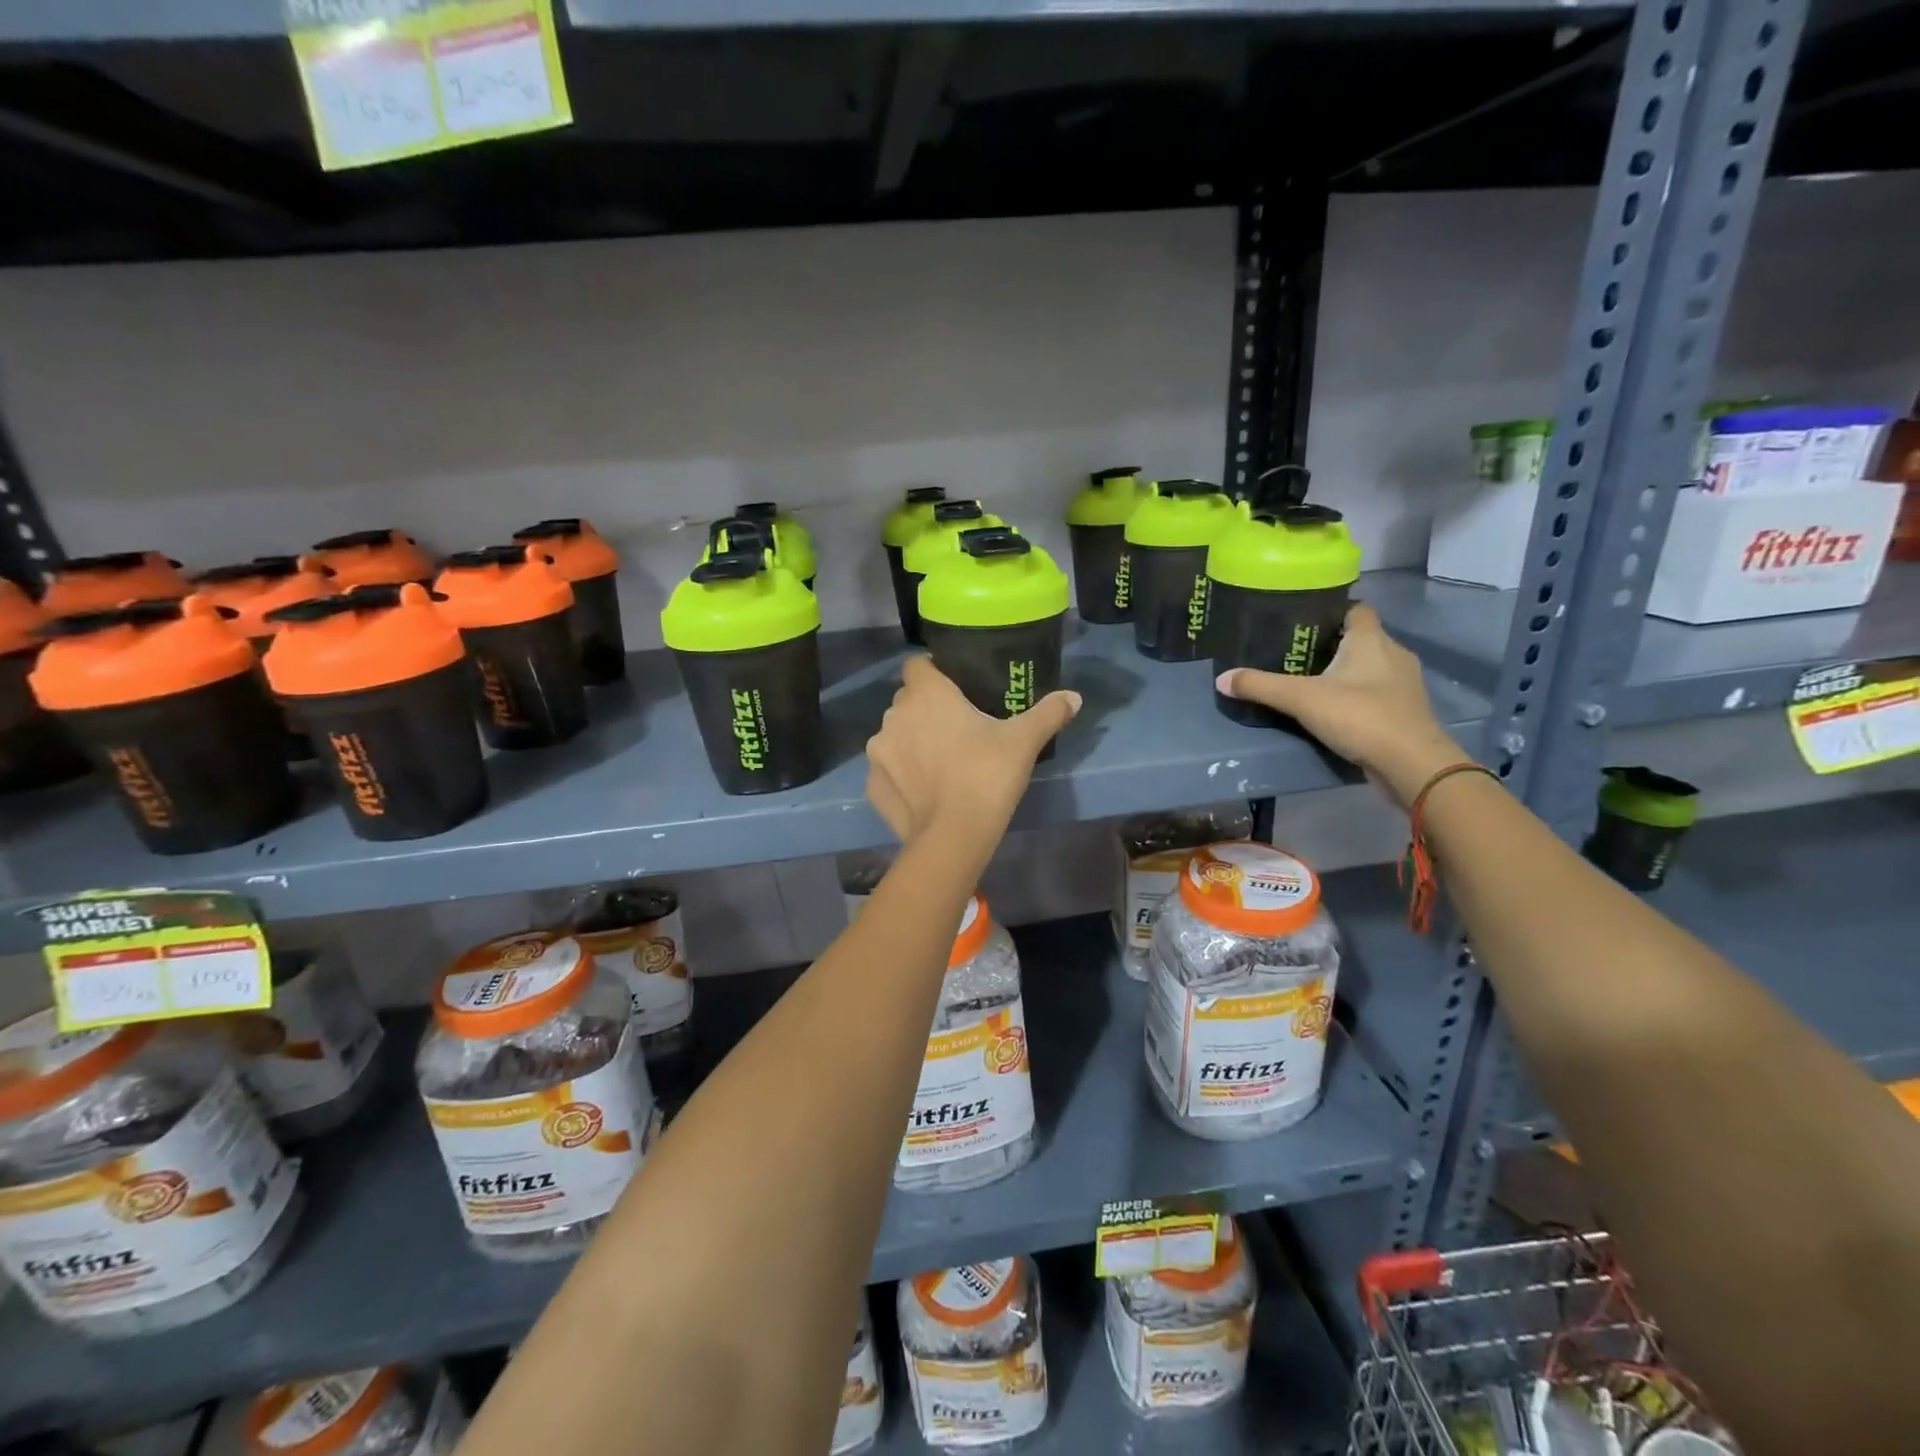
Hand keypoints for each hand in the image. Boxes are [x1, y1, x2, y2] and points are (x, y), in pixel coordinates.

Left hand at [866, 657, 1080, 848]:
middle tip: (956, 728)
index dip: (933, 671)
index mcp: (926, 694)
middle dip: (926, 709)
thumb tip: (1074, 697)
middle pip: (907, 700)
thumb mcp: (1024, 741)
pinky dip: (901, 775)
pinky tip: (923, 790)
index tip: (954, 687)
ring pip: (894, 734)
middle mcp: (894, 715)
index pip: (918, 664)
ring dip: (911, 741)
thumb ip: (1048, 713)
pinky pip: (887, 770)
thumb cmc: (987, 775)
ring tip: (939, 762)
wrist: (953, 836)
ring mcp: (879, 751)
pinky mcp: (872, 784)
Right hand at [1215, 603, 1469, 807]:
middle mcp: (1393, 653)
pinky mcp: (1405, 711)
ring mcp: (1403, 684)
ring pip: (1370, 667)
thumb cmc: (1360, 716)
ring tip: (1310, 682)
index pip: (1355, 608)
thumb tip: (1221, 679)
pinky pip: (1376, 692)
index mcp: (1371, 639)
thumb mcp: (1301, 699)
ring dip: (1345, 672)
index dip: (1331, 610)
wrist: (1411, 763)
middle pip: (1360, 638)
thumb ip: (1261, 686)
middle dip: (1331, 644)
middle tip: (1295, 653)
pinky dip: (1357, 696)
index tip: (1302, 620)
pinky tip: (1334, 709)